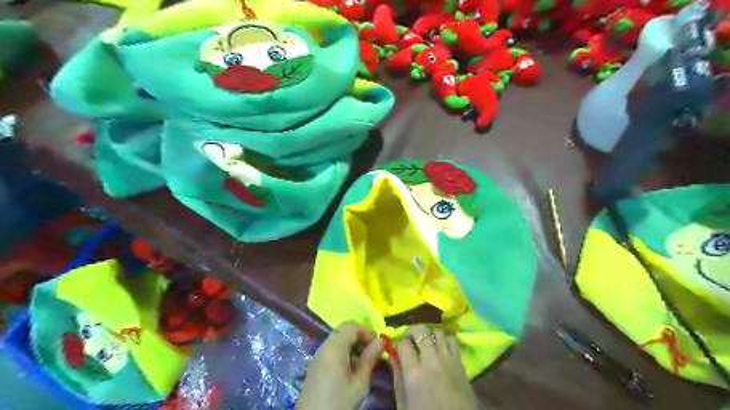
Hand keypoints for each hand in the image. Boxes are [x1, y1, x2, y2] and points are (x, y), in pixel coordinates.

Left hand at [294, 322, 383, 409]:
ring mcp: (318, 354)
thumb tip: (380, 341)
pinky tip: (350, 369)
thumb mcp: (359, 383)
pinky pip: (332, 348)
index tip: (377, 345)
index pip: (351, 325)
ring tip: (363, 363)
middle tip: (371, 353)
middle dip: (360, 337)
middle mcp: (324, 346)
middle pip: (343, 330)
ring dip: (352, 345)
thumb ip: (369, 359)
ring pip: (337, 339)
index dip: (366, 331)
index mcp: (335, 347)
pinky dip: (343, 351)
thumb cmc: (339, 402)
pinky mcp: (316, 364)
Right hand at [393, 327, 480, 408]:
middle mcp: (431, 361)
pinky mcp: (461, 364)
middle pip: (421, 331)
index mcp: (414, 373)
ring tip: (425, 341)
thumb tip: (393, 356)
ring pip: (438, 331)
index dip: (398, 342)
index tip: (396, 347)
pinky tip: (441, 347)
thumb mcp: (403, 403)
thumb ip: (397, 377)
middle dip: (412, 331)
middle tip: (409, 338)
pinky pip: (453, 341)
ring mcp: (448, 360)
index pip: (404, 344)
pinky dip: (445, 340)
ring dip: (429, 333)